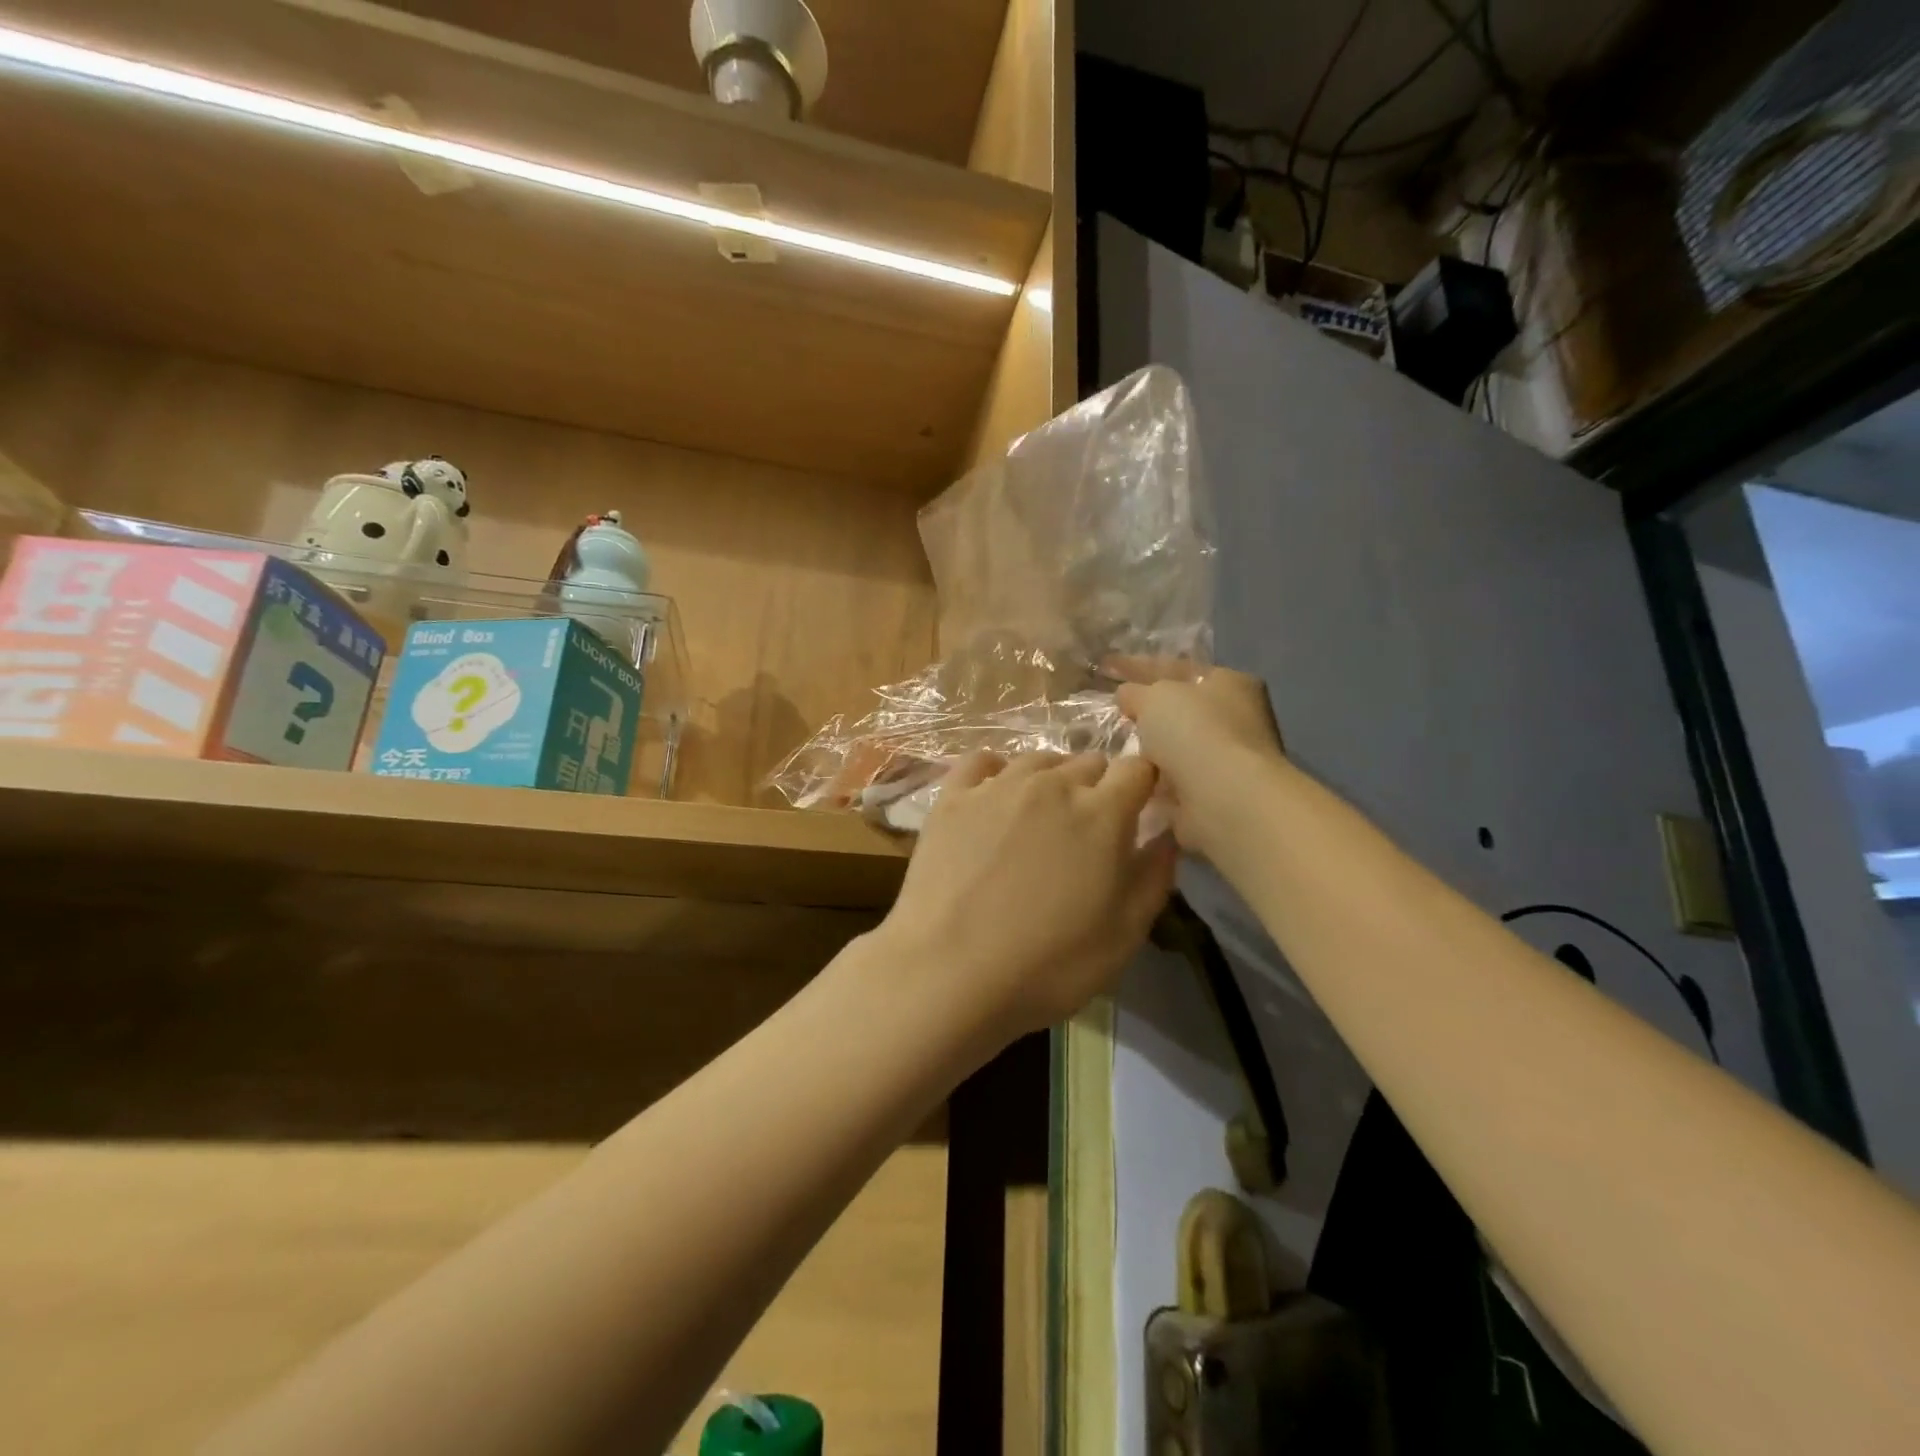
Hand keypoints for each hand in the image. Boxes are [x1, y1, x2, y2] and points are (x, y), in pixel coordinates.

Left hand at [876, 752, 1177, 1050]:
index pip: (1137, 768)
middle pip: (1089, 762)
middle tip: (1088, 830)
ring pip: (1039, 760)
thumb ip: (1154, 876)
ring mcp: (997, 786)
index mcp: (1102, 812)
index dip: (1143, 785)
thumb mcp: (1124, 934)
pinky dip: (997, 772)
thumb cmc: (1048, 964)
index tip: (1139, 810)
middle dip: (1098, 787)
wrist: (949, 973)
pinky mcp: (953, 797)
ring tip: (1042, 818)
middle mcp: (1052, 784)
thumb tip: (1166, 834)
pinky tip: (995, 796)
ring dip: (1051, 780)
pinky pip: (983, 762)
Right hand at [1115, 667, 1284, 855]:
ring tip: (1110, 748)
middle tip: (1111, 711)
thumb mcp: (1155, 697)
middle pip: (1180, 708)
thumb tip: (1126, 694)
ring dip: (1149, 748)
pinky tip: (1128, 777)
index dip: (1139, 666)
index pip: (1177, 668)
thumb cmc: (1194, 732)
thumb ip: (1136, 691)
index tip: (1106, 666)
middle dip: (1146, 710)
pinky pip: (1173, 778)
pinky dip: (1153, 778)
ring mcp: (1228, 758)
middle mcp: (1236, 717)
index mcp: (1229, 682)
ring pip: (1175, 746)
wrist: (1223, 797)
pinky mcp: (1215, 793)